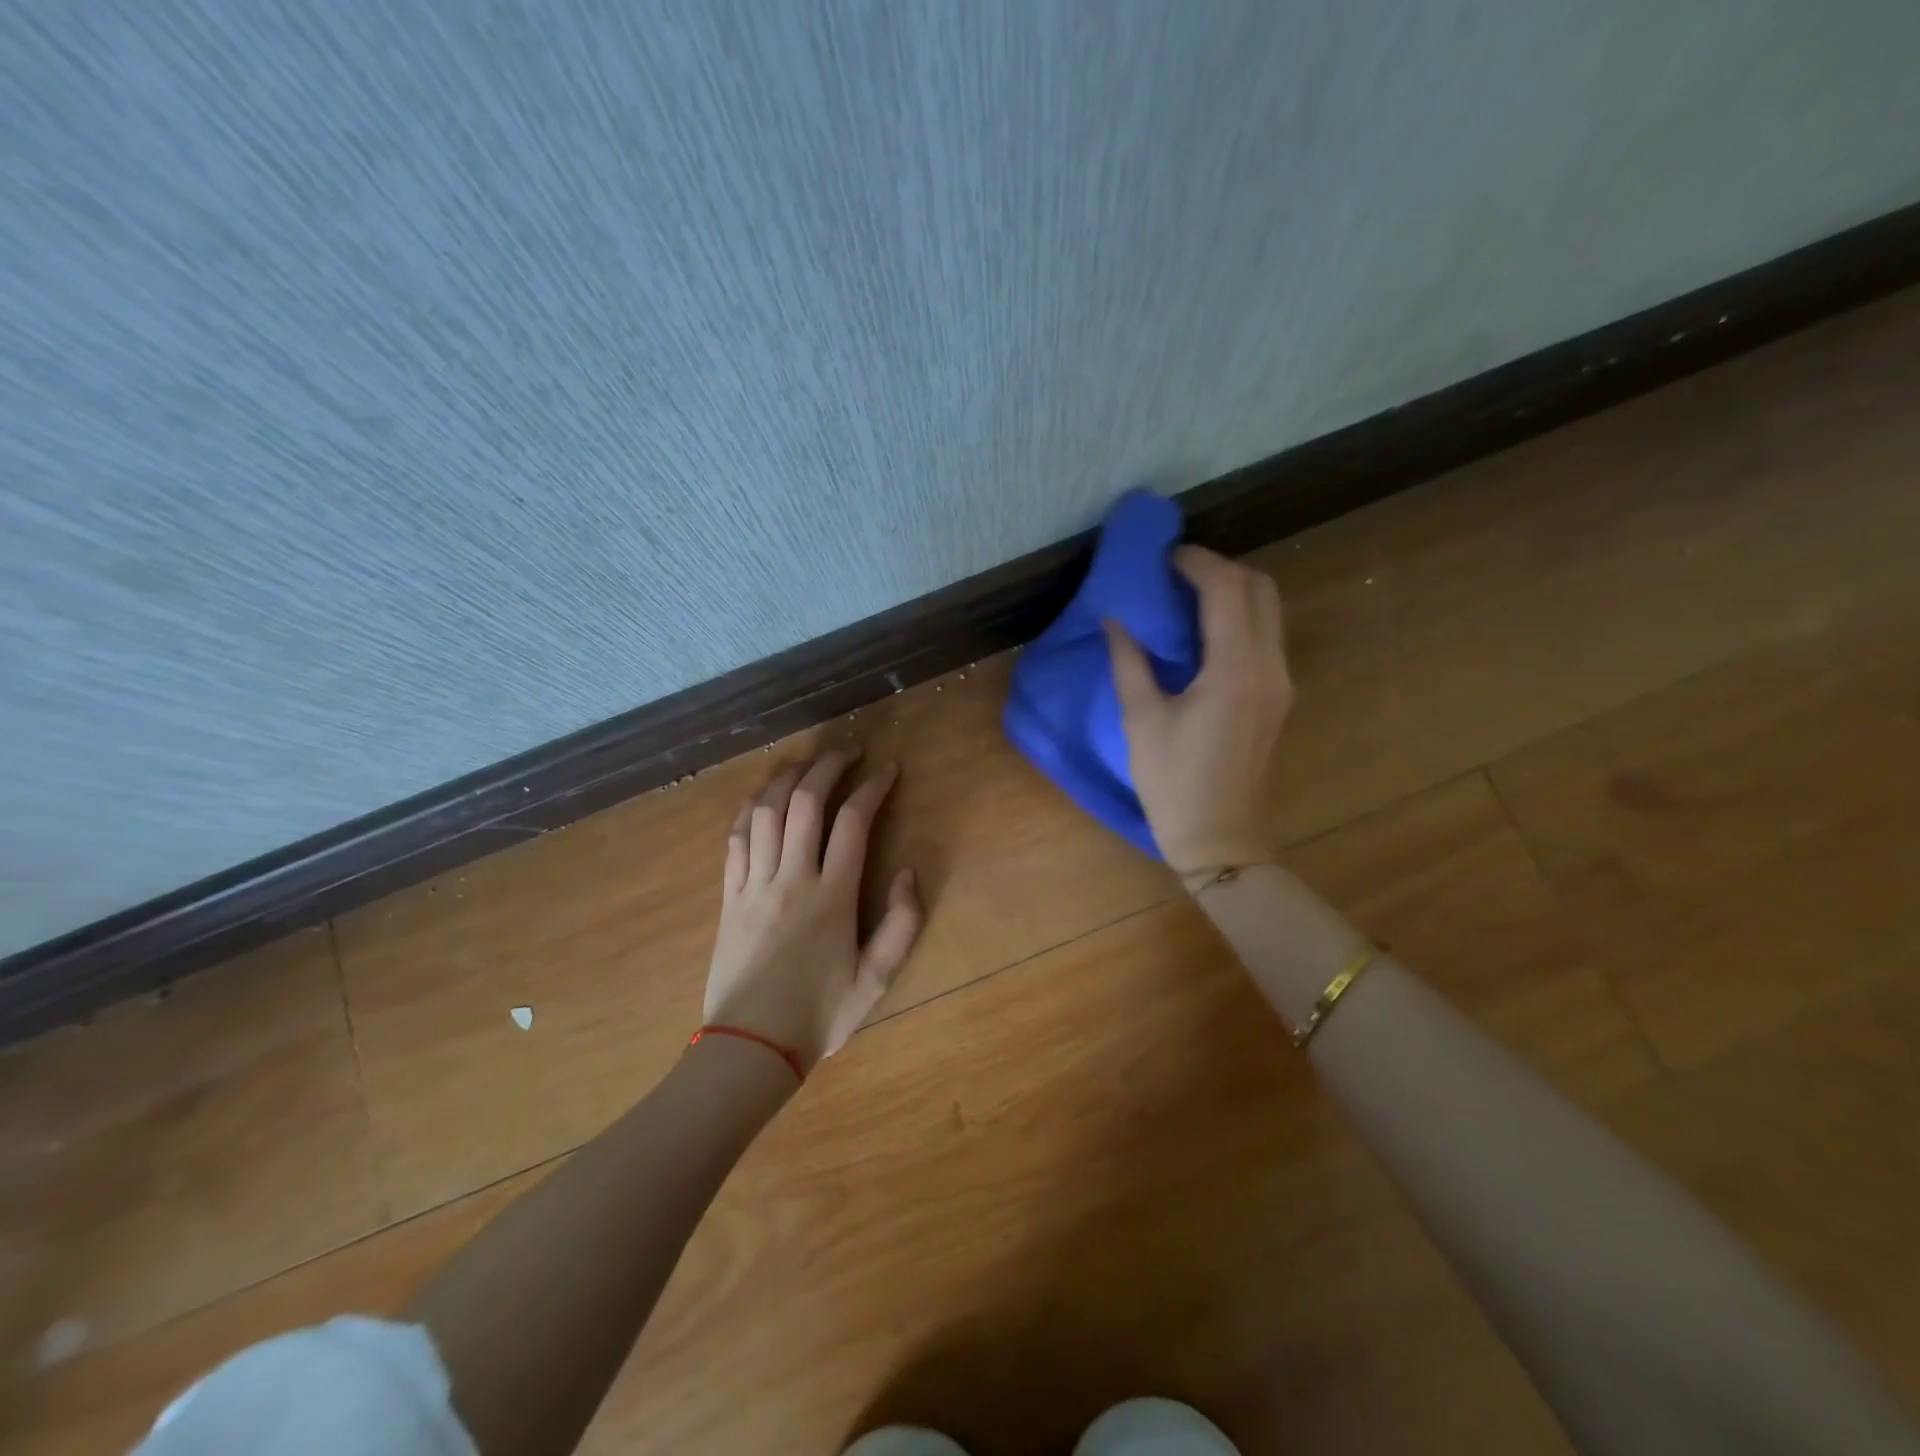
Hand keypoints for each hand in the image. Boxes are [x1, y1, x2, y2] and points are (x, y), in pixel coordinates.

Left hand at [702, 751, 923, 1069]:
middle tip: (848, 752)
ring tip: (806, 761)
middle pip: (807, 802)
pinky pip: (735, 838)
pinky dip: (749, 808)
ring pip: (766, 811)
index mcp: (832, 896)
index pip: (854, 822)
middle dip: (829, 766)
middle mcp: (792, 878)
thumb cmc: (819, 1016)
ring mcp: (754, 884)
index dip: (873, 787)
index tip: (888, 769)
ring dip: (787, 777)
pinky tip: (762, 796)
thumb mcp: (876, 980)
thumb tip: (906, 872)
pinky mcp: (729, 896)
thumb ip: (901, 925)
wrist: (749, 1049)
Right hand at [1104, 545, 1293, 875]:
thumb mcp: (1141, 719)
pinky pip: (1266, 635)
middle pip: (1260, 588)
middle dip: (1220, 568)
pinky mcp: (1278, 696)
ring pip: (1269, 609)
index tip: (1161, 558)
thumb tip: (1115, 619)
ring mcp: (1281, 681)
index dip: (1195, 562)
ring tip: (1186, 596)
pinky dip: (1239, 616)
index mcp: (1235, 669)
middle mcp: (1269, 666)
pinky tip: (1203, 631)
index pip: (1226, 589)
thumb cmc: (1173, 782)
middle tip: (1175, 574)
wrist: (1220, 838)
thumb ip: (1129, 661)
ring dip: (1232, 590)